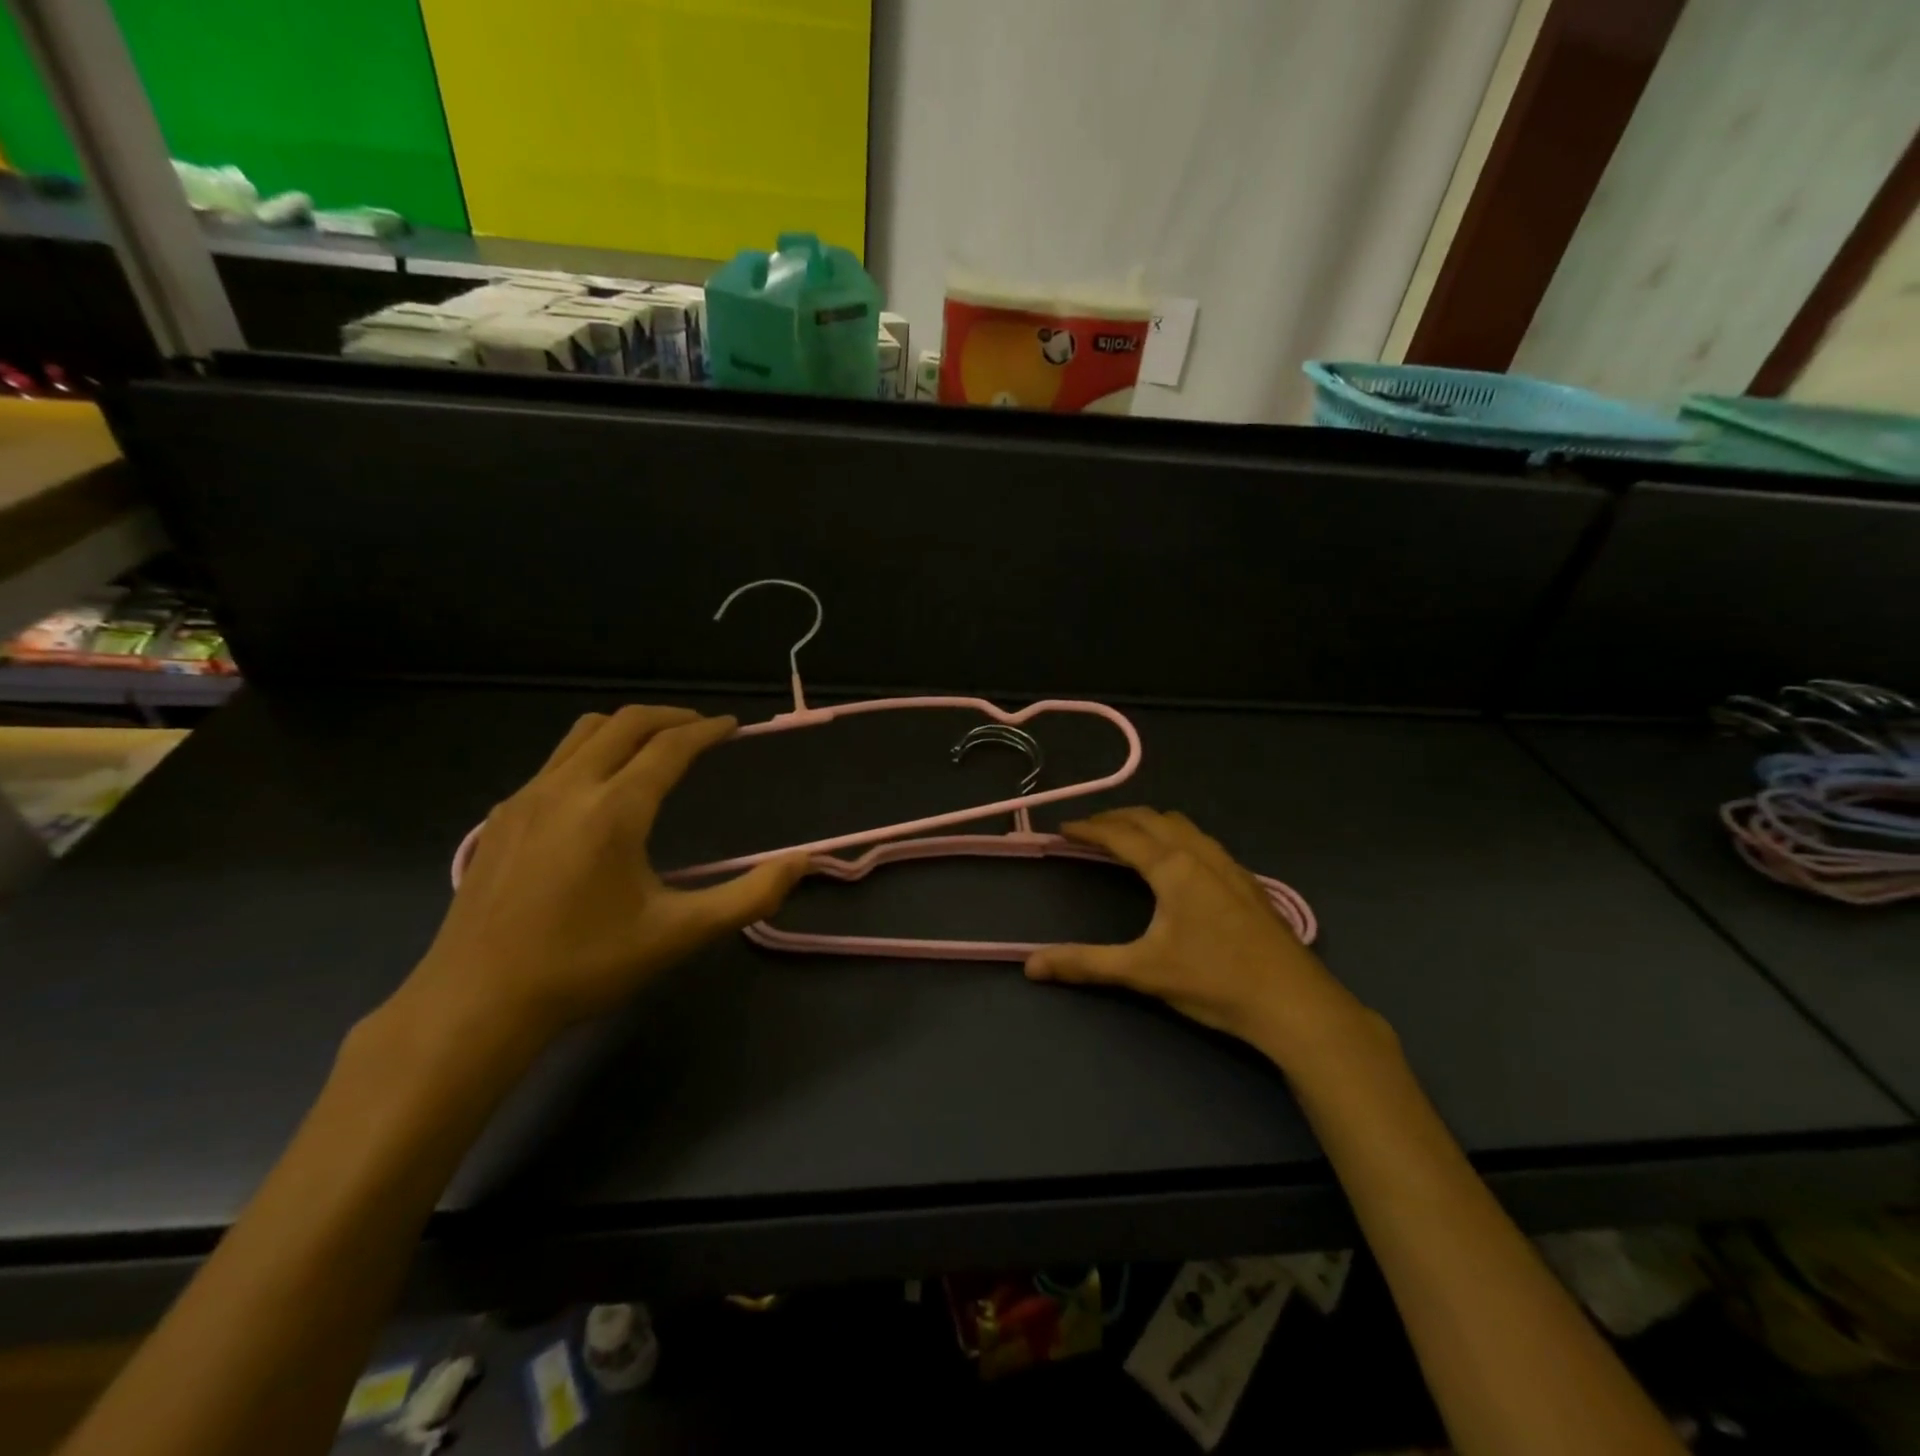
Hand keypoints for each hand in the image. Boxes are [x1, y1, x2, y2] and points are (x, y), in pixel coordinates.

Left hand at [401, 707, 804, 1049]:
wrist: (475, 1004)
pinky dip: (592, 752)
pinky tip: (601, 790)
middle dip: (670, 717)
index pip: (669, 747)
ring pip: (583, 733)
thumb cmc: (586, 966)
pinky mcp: (500, 818)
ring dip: (628, 727)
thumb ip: (749, 896)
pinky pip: (555, 760)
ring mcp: (525, 798)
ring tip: (657, 745)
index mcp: (613, 810)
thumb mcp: (680, 934)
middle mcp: (567, 788)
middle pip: (625, 723)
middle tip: (702, 729)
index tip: (733, 726)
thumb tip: (802, 863)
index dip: (707, 730)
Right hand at [1024, 808, 1376, 1061]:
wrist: (1294, 1003)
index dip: (1088, 829)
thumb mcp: (1143, 971)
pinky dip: (1175, 836)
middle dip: (1116, 818)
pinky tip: (1176, 863)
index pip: (1120, 834)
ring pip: (1181, 825)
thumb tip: (1030, 966)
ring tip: (1128, 838)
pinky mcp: (1246, 880)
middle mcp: (1199, 853)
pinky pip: (1201, 840)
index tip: (1063, 828)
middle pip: (1151, 818)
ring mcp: (1228, 864)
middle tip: (1089, 831)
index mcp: (1172, 866)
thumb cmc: (1214, 981)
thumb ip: (1085, 963)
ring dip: (1149, 823)